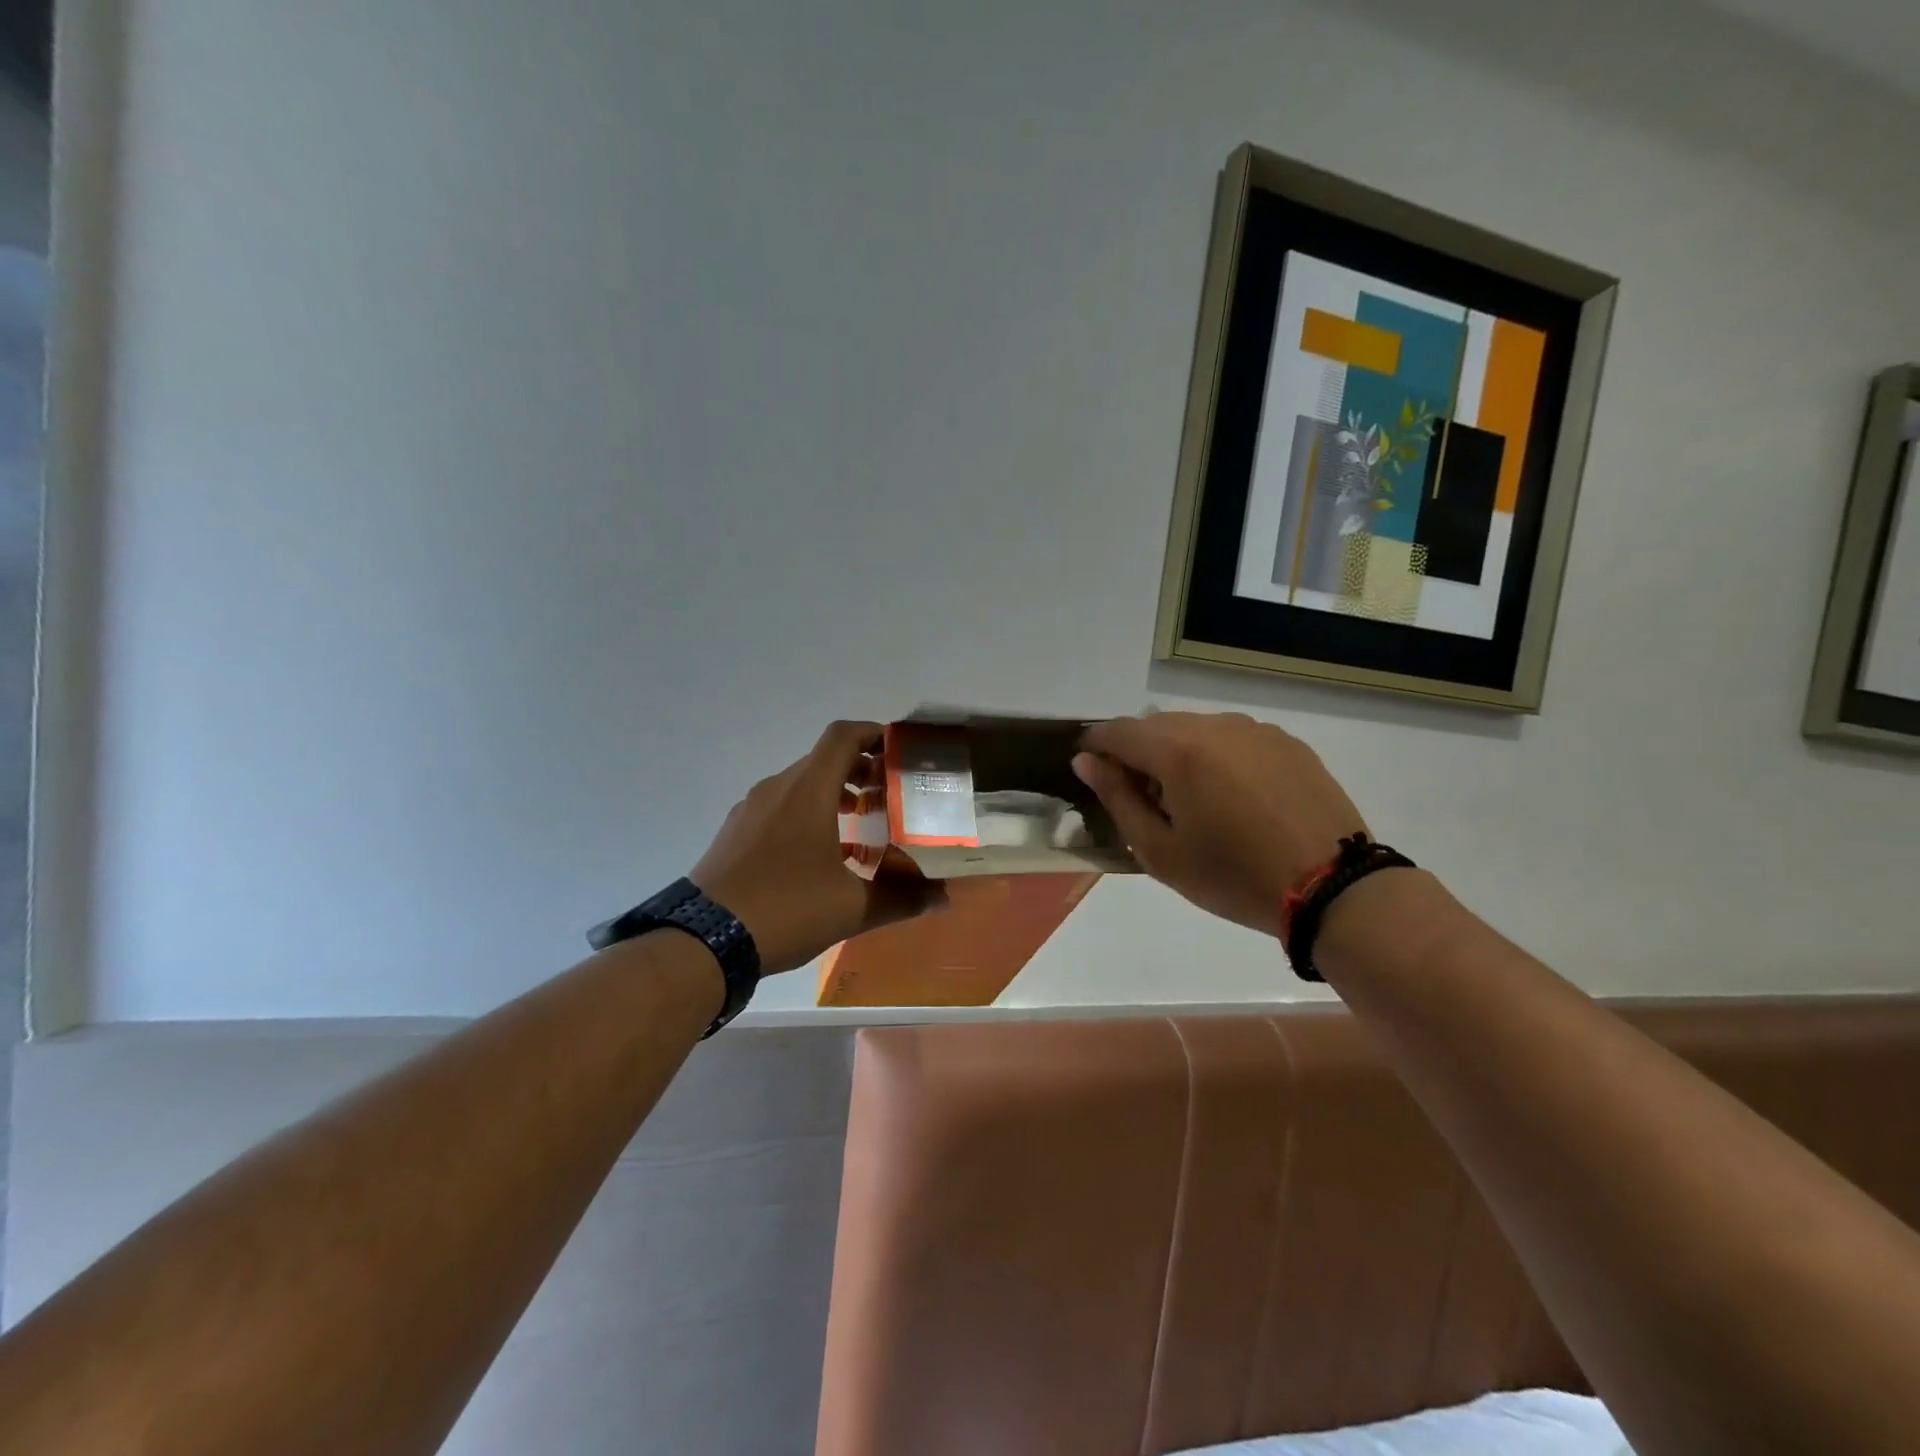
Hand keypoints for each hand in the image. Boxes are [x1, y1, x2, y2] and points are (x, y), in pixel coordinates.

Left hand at [692, 721, 945, 974]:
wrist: (702, 942)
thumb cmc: (785, 909)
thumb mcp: (851, 907)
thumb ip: (901, 897)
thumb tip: (943, 897)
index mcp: (807, 790)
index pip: (842, 736)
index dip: (874, 733)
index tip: (899, 750)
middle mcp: (777, 788)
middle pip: (823, 759)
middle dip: (860, 769)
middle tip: (888, 794)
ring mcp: (750, 809)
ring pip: (800, 784)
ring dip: (832, 792)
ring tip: (859, 821)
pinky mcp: (735, 832)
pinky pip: (779, 806)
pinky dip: (806, 812)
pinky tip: (819, 853)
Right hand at [1072, 711, 1366, 935]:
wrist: (1332, 887)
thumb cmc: (1232, 876)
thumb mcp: (1159, 851)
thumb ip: (1117, 798)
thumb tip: (1087, 761)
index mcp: (1177, 749)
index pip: (1118, 731)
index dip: (1095, 746)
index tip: (1089, 770)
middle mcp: (1215, 725)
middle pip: (1157, 725)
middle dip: (1137, 752)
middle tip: (1141, 797)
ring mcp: (1256, 730)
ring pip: (1197, 728)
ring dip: (1178, 752)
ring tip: (1191, 799)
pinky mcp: (1287, 742)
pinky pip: (1234, 738)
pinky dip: (1217, 756)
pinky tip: (1232, 797)